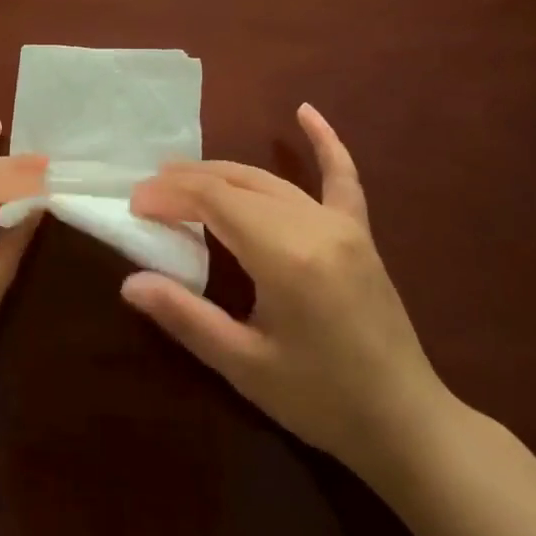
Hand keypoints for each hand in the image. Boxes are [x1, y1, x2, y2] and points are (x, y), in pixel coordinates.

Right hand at [125, 104, 455, 483]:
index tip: (135, 204)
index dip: (170, 195)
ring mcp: (342, 225)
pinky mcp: (360, 233)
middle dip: (187, 181)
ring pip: (270, 180)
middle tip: (148, 192)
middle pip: (237, 182)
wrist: (406, 423)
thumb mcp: (244, 365)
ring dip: (223, 172)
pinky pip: (342, 178)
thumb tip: (129, 283)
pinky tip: (305, 112)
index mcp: (286, 256)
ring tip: (181, 174)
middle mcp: (314, 226)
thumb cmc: (320, 400)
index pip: (214, 201)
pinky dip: (325, 144)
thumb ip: (185, 317)